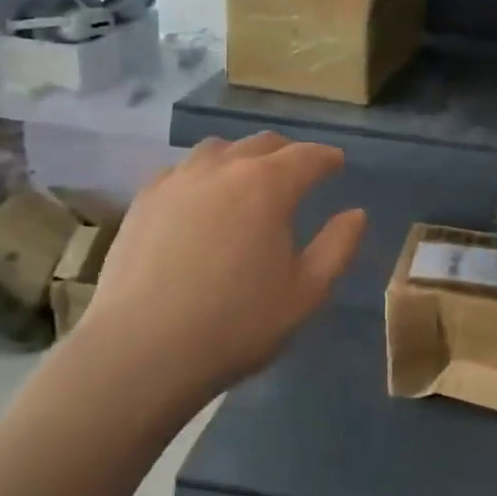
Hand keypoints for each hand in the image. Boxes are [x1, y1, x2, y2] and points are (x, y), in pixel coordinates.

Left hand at [76, 132, 365, 404]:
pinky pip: (183, 170)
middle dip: (288, 153)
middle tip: (299, 172)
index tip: (337, 163)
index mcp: (269, 185)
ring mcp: (179, 180)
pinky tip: (201, 199)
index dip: (327, 158)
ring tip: (248, 180)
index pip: (308, 156)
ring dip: (243, 157)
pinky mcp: (145, 199)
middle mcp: (224, 168)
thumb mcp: (306, 293)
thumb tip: (355, 213)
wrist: (141, 352)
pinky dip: (204, 174)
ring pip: (219, 149)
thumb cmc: (236, 324)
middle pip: (263, 143)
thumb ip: (338, 246)